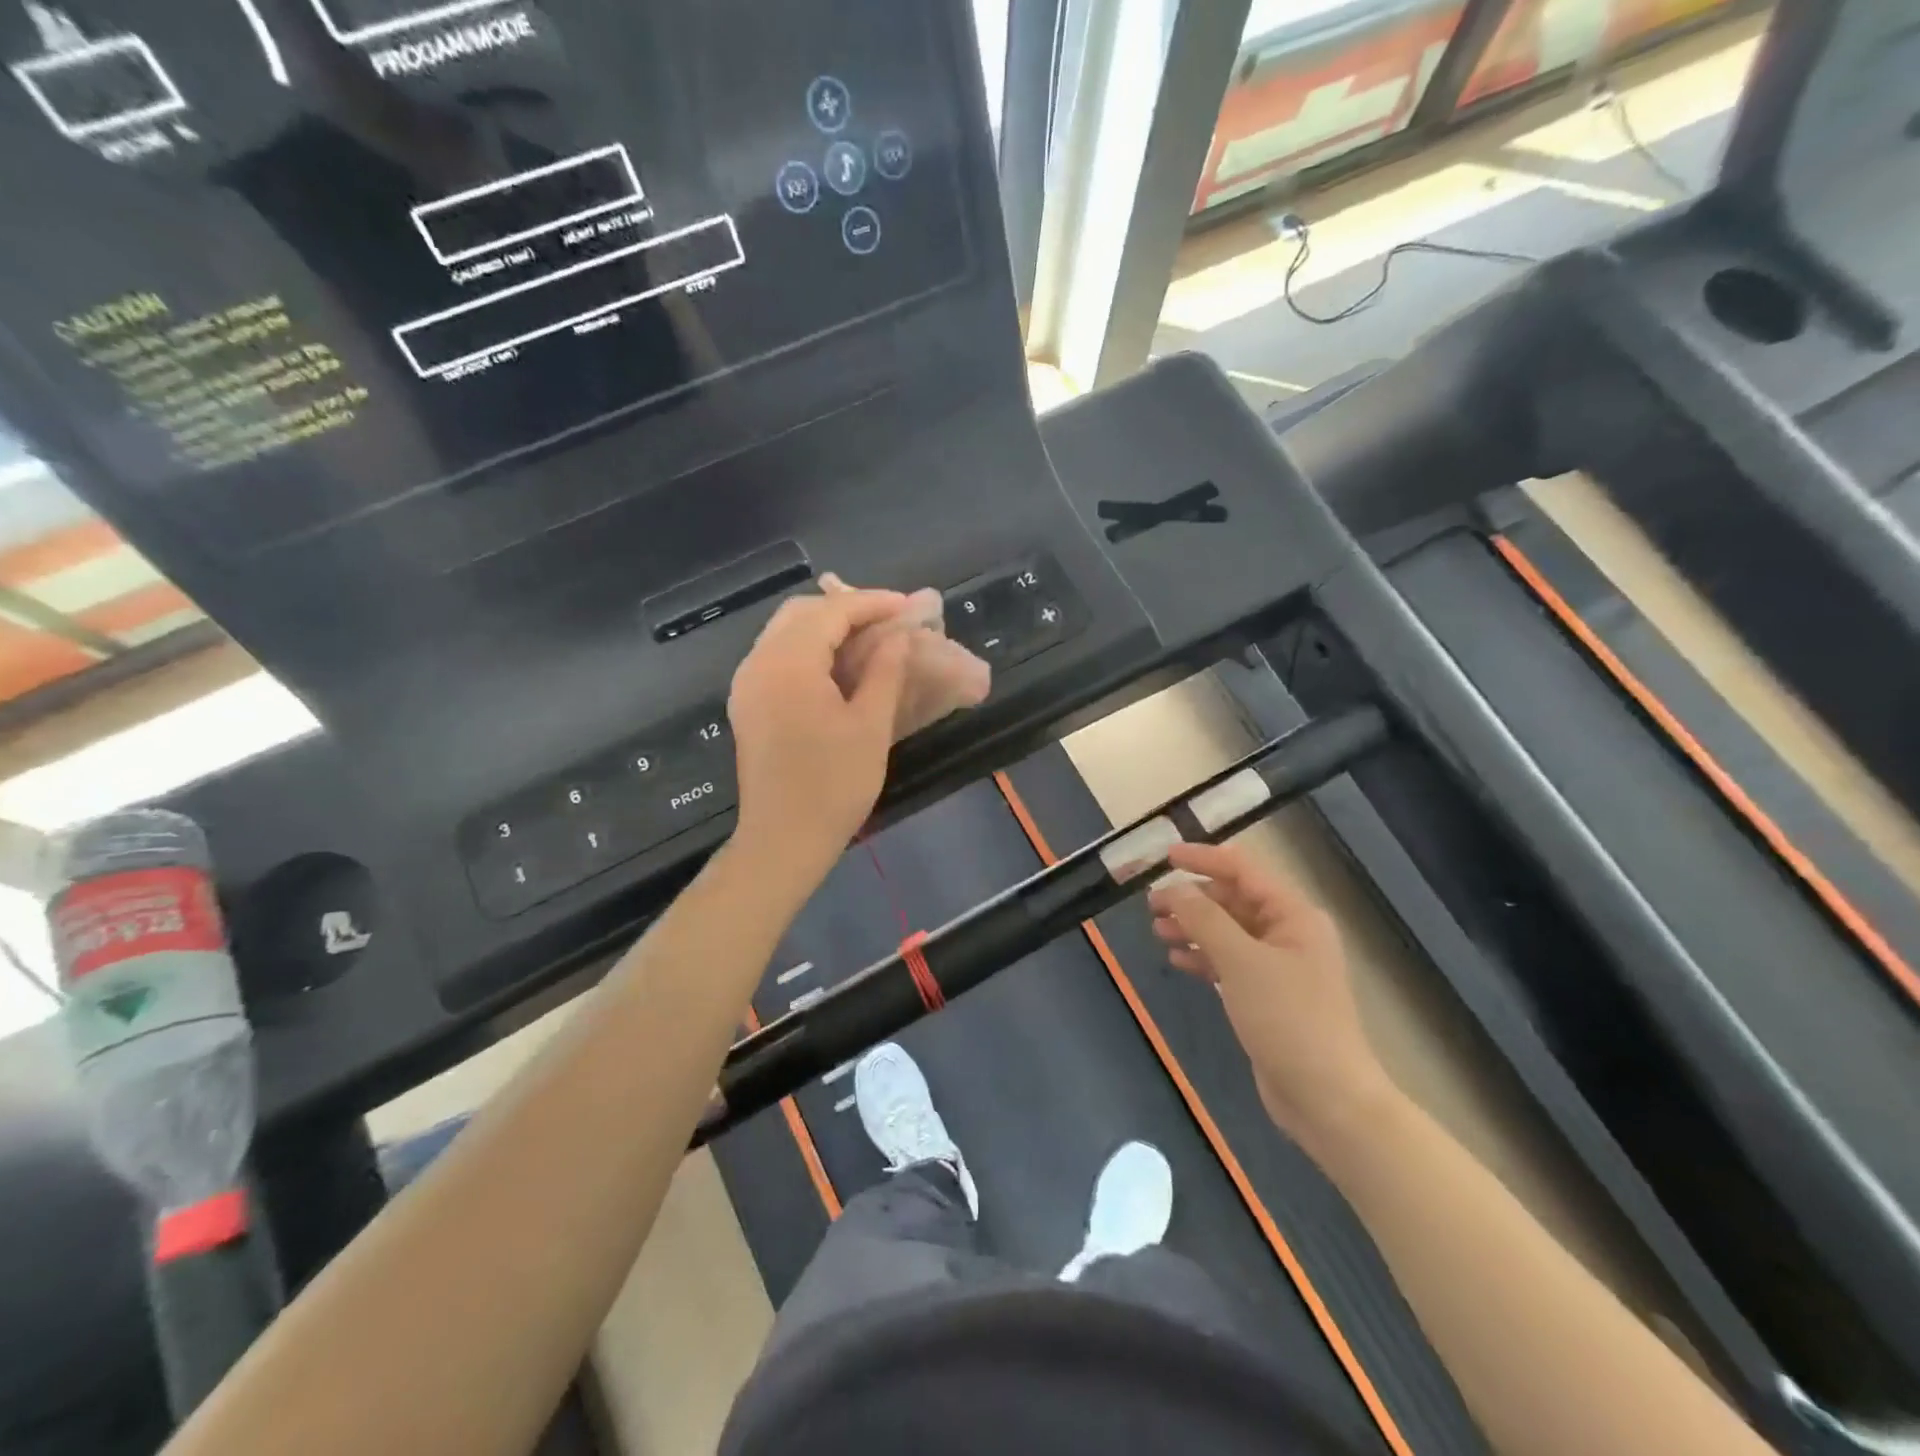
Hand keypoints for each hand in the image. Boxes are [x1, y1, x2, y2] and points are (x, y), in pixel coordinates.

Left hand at [728, 589, 911, 885]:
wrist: (783, 840)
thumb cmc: (834, 785)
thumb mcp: (870, 726)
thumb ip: (885, 670)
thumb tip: (899, 635)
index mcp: (788, 664)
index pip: (831, 612)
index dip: (873, 603)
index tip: (910, 607)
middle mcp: (758, 663)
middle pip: (802, 613)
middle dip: (848, 609)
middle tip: (890, 622)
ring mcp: (747, 683)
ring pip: (786, 632)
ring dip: (828, 627)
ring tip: (871, 640)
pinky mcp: (747, 703)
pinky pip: (777, 656)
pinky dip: (810, 649)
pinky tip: (839, 666)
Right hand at [1147, 841, 1390, 1146]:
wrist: (1326, 1098)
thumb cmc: (1288, 1019)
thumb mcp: (1241, 962)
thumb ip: (1204, 919)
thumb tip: (1174, 889)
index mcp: (1293, 915)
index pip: (1243, 870)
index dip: (1203, 859)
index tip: (1165, 857)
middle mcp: (1288, 933)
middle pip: (1232, 901)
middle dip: (1192, 899)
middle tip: (1151, 904)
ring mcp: (1278, 966)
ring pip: (1227, 932)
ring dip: (1193, 927)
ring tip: (1157, 931)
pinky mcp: (1266, 995)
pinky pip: (1228, 962)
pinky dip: (1203, 956)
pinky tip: (1176, 959)